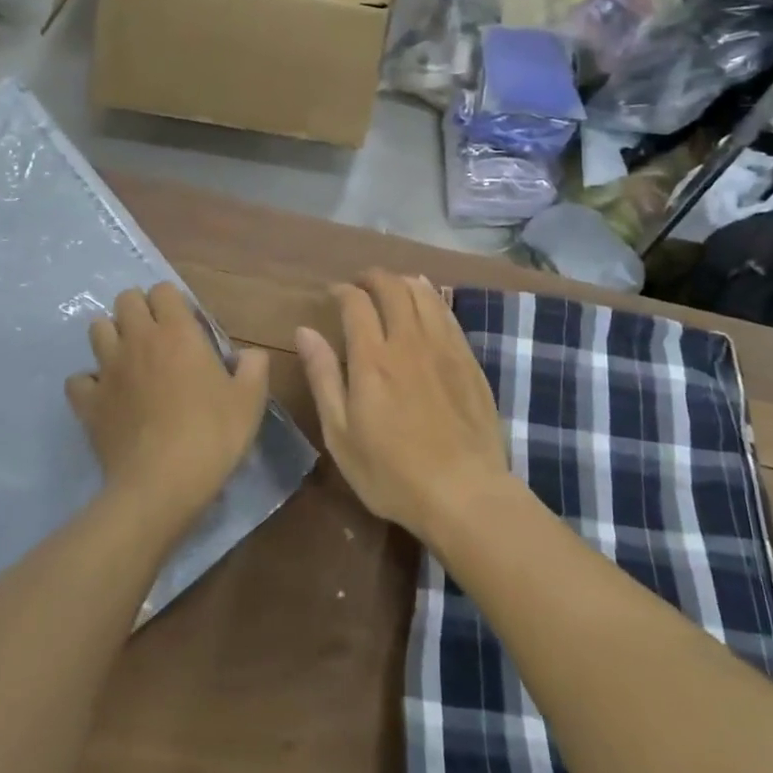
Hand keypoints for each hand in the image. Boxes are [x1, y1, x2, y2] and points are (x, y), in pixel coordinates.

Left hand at [67, 282, 269, 528]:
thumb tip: (249, 354)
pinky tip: (104, 396)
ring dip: (111, 336)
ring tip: (128, 358)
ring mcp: (108, 369)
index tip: (185, 324)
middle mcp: (138, 339)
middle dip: (138, 309)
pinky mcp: (88, 401)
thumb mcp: (250, 401)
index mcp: (178, 332)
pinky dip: (89, 382)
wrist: (161, 484)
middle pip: (125, 299)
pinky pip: (78, 379)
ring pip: (97, 329)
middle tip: (155, 335)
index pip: (164, 290)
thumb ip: (253, 367)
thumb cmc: (211, 435)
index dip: (172, 301)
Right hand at [296, 270, 509, 542]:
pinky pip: (448, 313)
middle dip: (372, 278)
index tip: (334, 294)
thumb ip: (323, 377)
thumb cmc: (392, 473)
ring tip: (392, 289)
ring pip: (424, 293)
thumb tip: (304, 332)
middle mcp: (409, 341)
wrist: (465, 493)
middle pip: (392, 287)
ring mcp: (444, 347)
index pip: (356, 302)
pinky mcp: (468, 359)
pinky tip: (427, 303)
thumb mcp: (341, 434)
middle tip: (360, 285)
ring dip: (403, 282)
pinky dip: (432, 298)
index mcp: (372, 359)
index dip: (342, 291)